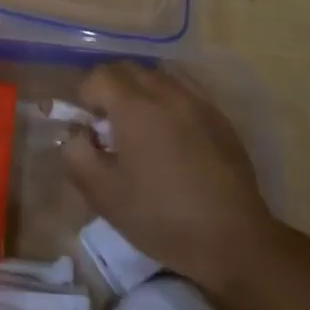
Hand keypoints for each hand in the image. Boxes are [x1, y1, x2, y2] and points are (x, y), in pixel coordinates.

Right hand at [61, 61, 289, 309]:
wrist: (233, 240)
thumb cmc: (161, 216)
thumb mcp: (103, 194)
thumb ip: (76, 154)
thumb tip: (79, 134)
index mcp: (134, 106)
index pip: (100, 76)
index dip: (87, 97)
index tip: (90, 129)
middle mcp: (166, 92)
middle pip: (129, 69)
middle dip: (112, 89)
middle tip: (111, 126)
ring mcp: (198, 102)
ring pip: (160, 75)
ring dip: (142, 91)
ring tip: (143, 127)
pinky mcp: (221, 118)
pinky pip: (187, 91)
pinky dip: (170, 100)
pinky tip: (173, 134)